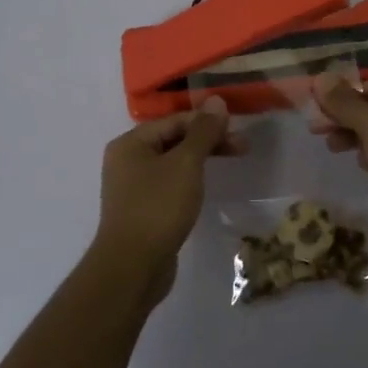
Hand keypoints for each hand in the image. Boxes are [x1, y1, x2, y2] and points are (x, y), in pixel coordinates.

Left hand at [93, 99, 235, 297]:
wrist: (132, 266)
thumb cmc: (158, 207)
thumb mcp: (186, 164)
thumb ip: (203, 132)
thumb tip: (216, 100)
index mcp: (130, 143)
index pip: (175, 120)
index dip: (208, 122)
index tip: (239, 131)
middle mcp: (126, 160)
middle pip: (173, 140)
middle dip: (207, 142)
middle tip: (242, 148)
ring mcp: (131, 187)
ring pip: (172, 163)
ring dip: (200, 161)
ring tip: (229, 165)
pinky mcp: (141, 210)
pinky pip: (168, 185)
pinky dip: (188, 181)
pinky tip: (204, 189)